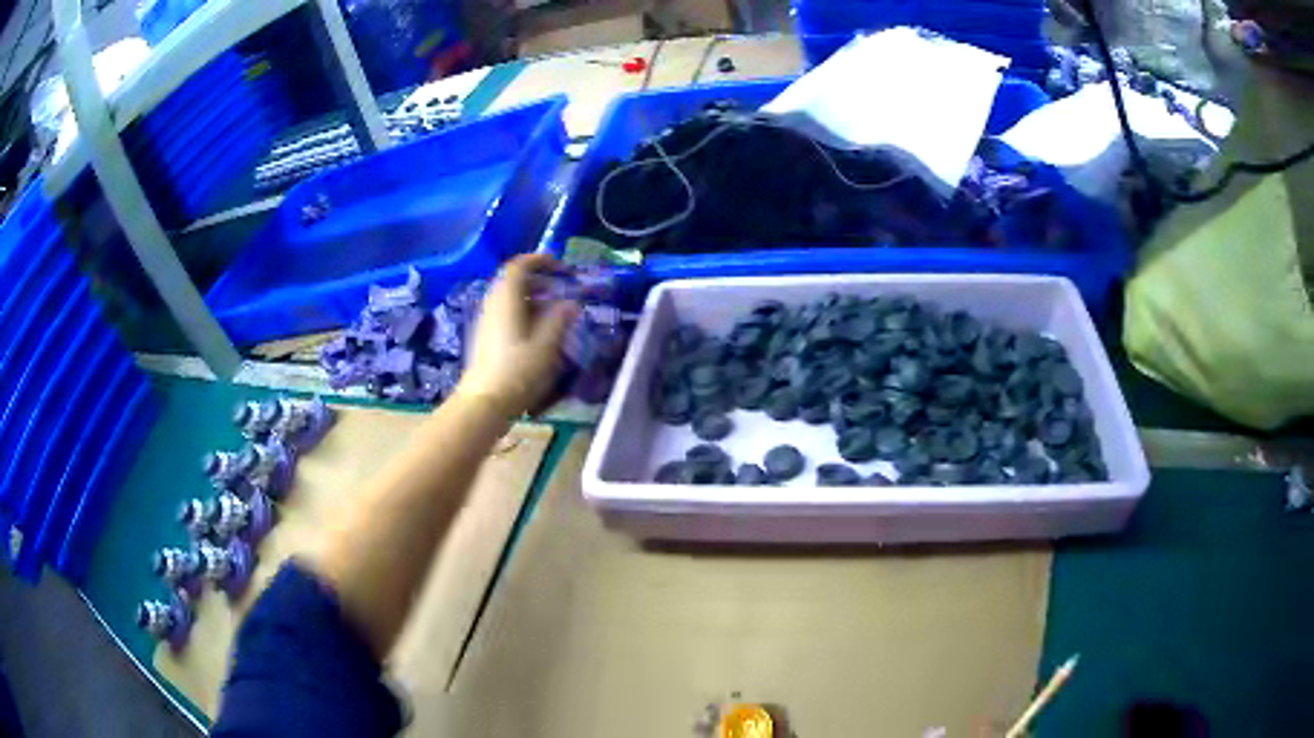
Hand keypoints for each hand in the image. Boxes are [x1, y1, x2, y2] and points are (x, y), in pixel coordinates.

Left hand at [456, 253, 576, 416]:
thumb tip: (570, 302)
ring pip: (509, 298)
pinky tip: (537, 331)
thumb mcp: (547, 345)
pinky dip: (522, 312)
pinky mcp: (485, 337)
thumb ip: (559, 319)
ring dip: (531, 298)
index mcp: (507, 298)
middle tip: (561, 289)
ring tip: (553, 311)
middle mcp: (492, 303)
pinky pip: (505, 313)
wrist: (484, 402)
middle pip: (513, 280)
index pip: (519, 265)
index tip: (561, 266)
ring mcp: (486, 320)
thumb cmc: (518, 371)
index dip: (540, 260)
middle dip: (538, 280)